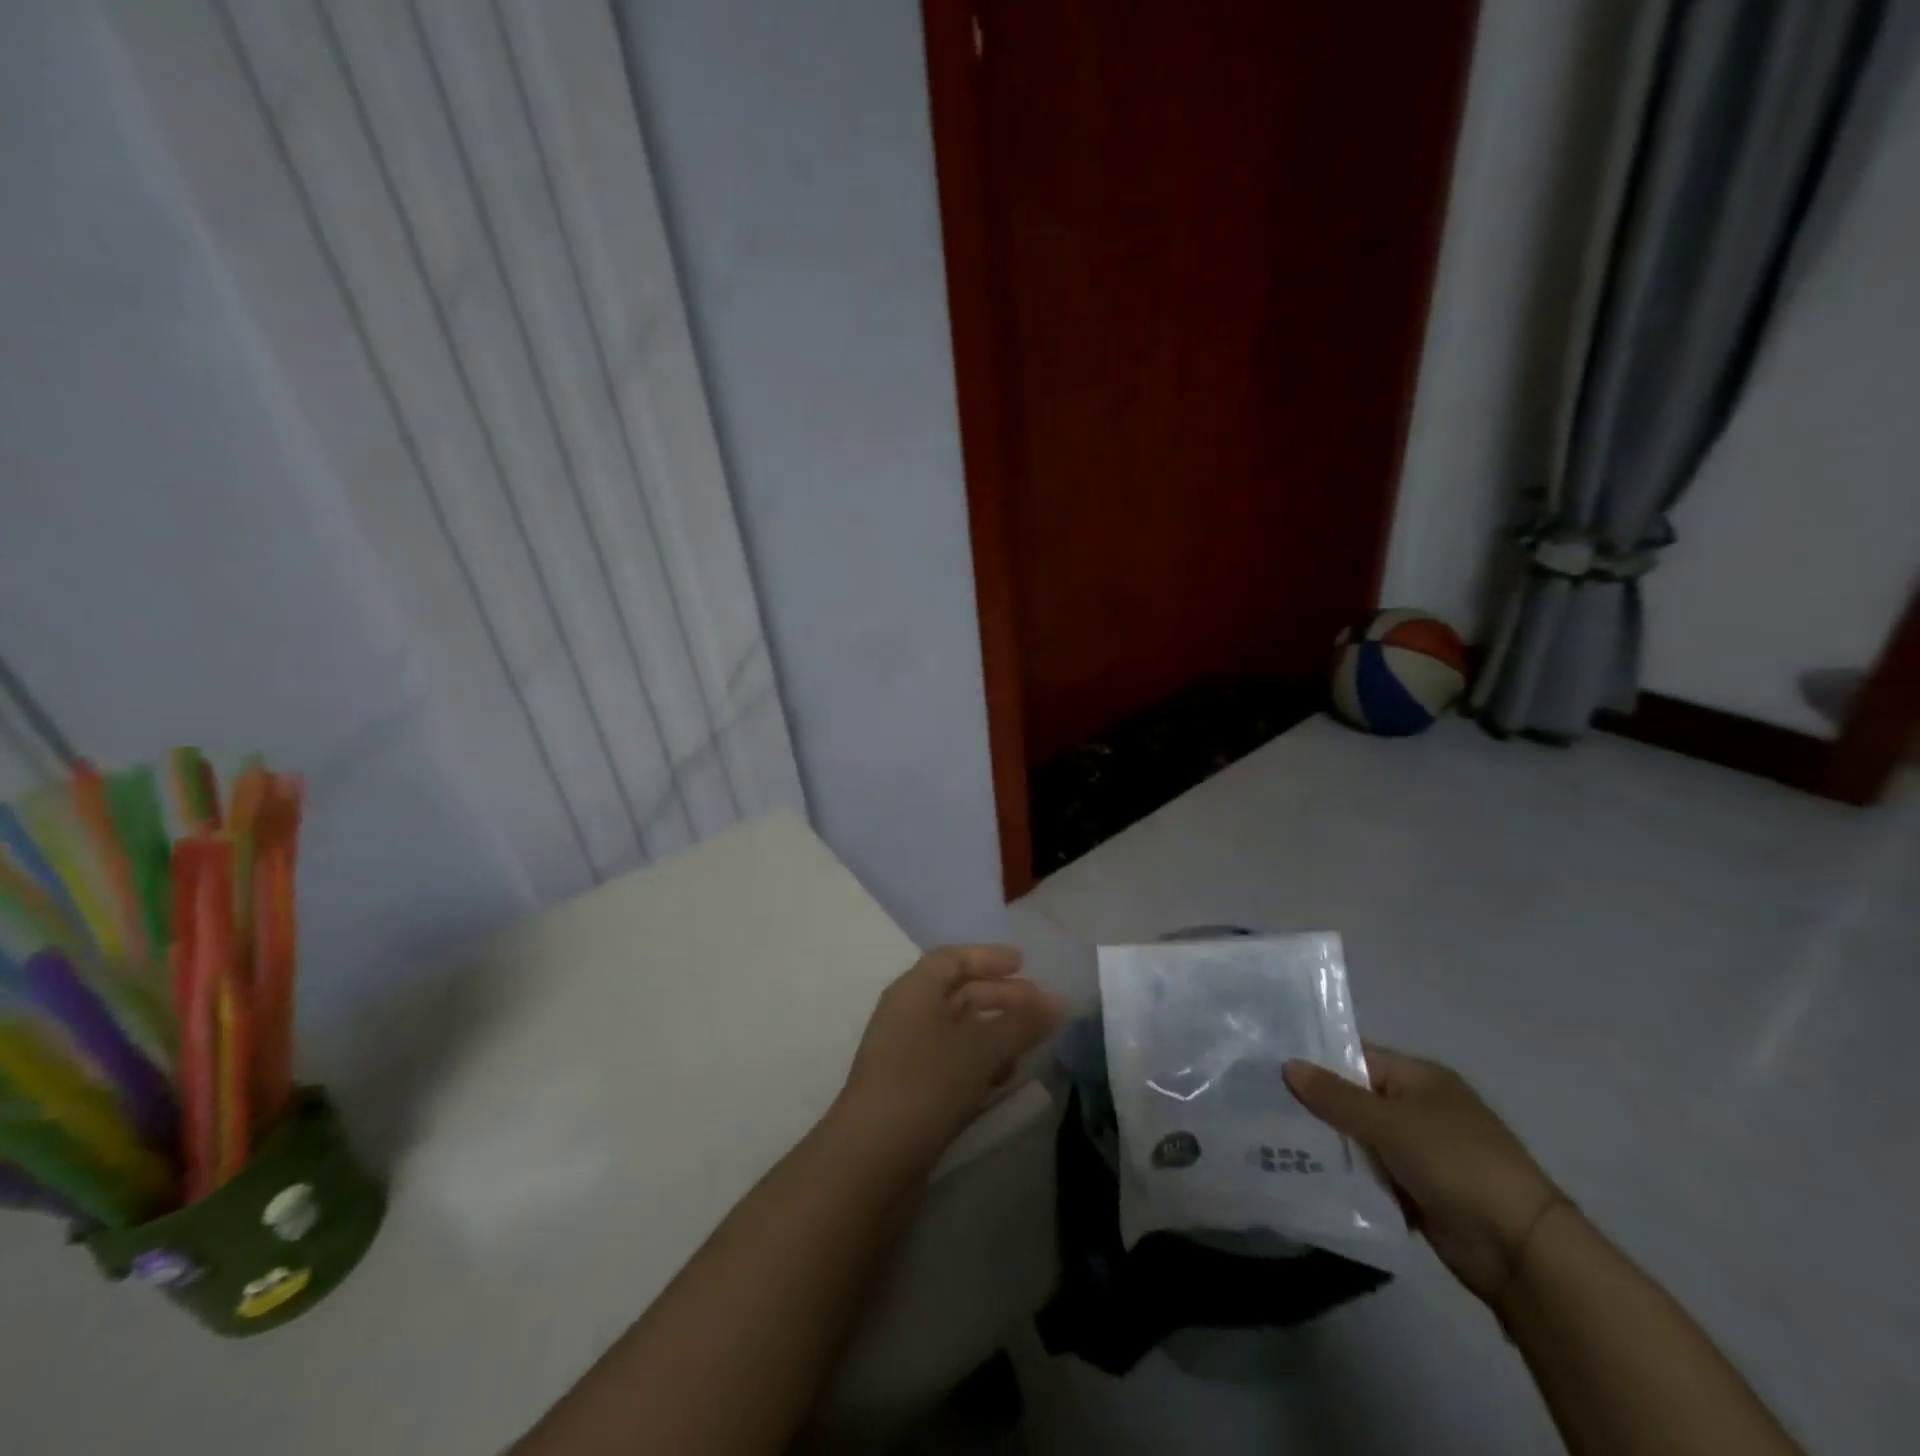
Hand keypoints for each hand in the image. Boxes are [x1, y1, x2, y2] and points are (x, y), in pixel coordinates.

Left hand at [835, 944, 1064, 1163]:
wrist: (872, 1159)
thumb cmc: (926, 1084)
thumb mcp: (981, 1049)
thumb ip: (1022, 1023)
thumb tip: (1060, 1001)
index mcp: (914, 990)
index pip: (952, 958)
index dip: (988, 957)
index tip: (1024, 963)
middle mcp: (906, 1014)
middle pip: (957, 992)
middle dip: (999, 995)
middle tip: (1040, 1006)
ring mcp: (905, 1053)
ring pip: (956, 1029)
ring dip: (993, 1030)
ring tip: (1029, 1043)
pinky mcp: (909, 1089)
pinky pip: (950, 1060)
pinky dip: (979, 1060)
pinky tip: (1003, 1077)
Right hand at [1284, 1046, 1562, 1304]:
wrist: (1520, 1250)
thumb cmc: (1455, 1163)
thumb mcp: (1388, 1123)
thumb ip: (1335, 1096)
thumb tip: (1288, 1064)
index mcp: (1419, 1077)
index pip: (1355, 1057)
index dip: (1316, 1061)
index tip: (1270, 1068)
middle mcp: (1419, 1108)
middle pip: (1355, 1099)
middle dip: (1316, 1106)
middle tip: (1263, 1106)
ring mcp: (1421, 1151)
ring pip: (1360, 1139)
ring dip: (1330, 1144)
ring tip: (1274, 1140)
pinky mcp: (1419, 1190)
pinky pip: (1372, 1174)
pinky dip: (1349, 1176)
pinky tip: (1308, 1175)